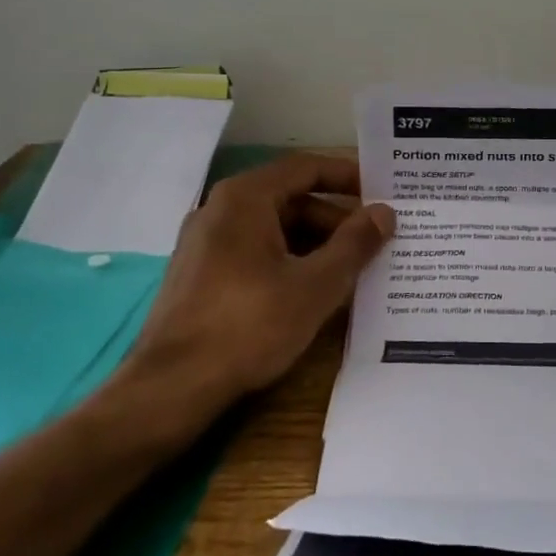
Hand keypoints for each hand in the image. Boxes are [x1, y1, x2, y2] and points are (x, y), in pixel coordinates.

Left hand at [120, 155, 394, 415]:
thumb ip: (354, 244)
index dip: (347, 175)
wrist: (171, 387)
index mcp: (245, 198)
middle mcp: (220, 209)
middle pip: (289, 199)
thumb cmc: (249, 326)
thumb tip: (384, 213)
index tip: (383, 190)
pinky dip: (287, 260)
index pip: (305, 168)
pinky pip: (254, 251)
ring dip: (314, 243)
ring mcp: (205, 242)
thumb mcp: (315, 286)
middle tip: (375, 239)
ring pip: (272, 228)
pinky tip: (312, 290)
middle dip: (335, 218)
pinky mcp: (199, 273)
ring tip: (352, 269)